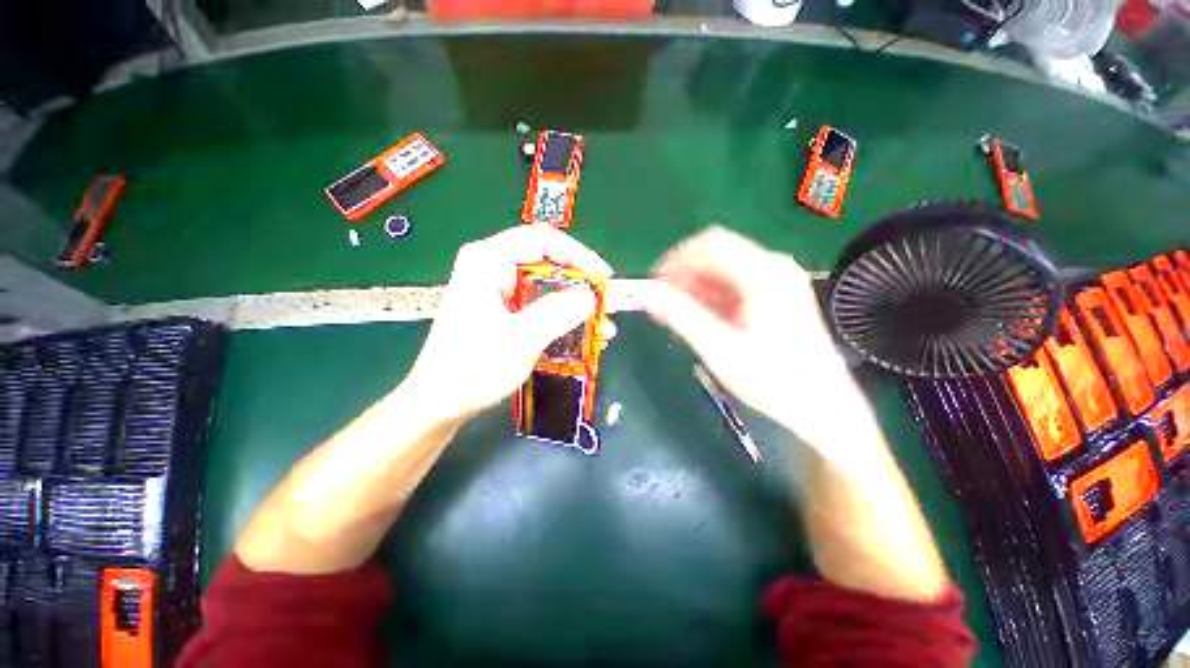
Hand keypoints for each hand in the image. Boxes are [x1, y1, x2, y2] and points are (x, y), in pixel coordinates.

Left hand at [404, 224, 612, 422]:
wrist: (439, 403)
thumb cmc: (474, 367)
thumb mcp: (522, 337)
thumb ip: (559, 312)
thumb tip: (591, 296)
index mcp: (488, 260)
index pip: (543, 240)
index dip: (579, 256)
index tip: (603, 278)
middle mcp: (492, 268)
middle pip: (547, 264)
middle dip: (580, 287)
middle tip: (606, 307)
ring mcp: (496, 292)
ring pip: (546, 288)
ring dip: (575, 307)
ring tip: (602, 328)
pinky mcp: (501, 312)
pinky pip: (538, 307)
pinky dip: (561, 319)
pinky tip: (583, 337)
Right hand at [640, 227, 877, 454]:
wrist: (822, 406)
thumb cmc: (773, 380)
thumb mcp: (719, 348)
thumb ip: (680, 315)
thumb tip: (646, 293)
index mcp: (763, 274)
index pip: (709, 244)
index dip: (674, 259)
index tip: (654, 285)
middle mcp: (773, 267)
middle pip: (715, 255)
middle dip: (682, 276)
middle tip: (660, 306)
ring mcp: (777, 280)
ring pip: (721, 270)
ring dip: (693, 289)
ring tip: (675, 318)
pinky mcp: (775, 294)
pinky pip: (733, 285)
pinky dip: (710, 298)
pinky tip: (698, 320)